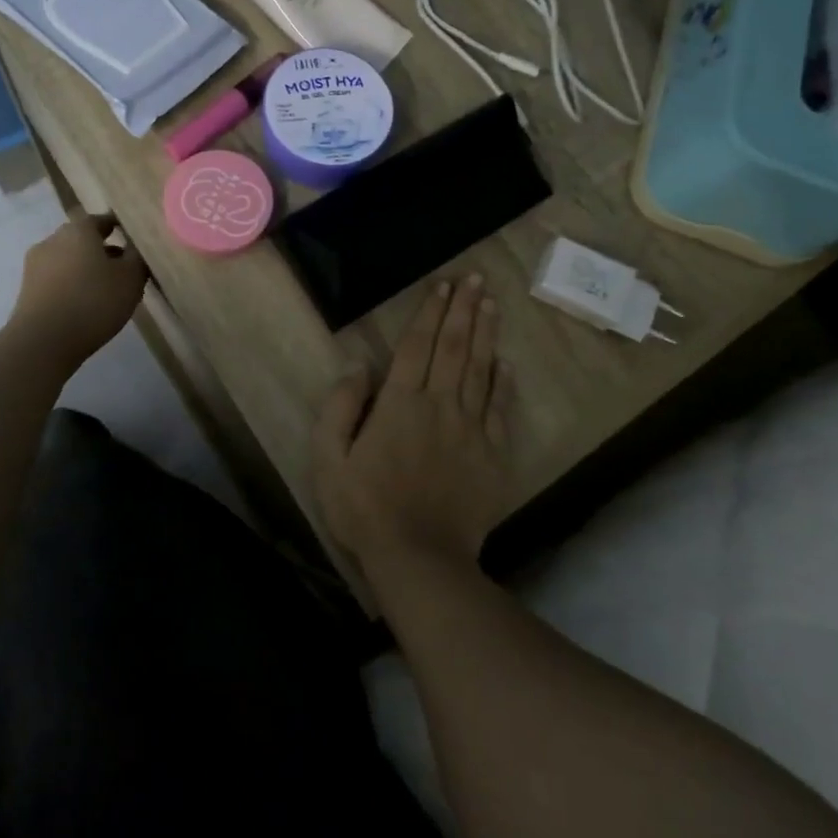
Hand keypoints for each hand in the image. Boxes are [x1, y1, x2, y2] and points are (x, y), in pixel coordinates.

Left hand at [10, 212, 148, 369]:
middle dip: (102, 249)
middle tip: (123, 267)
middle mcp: (53, 239)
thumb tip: (135, 246)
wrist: (43, 341)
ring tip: (105, 289)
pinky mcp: (27, 289)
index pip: (102, 219)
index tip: (134, 241)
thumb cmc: (94, 301)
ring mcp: (36, 264)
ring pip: (68, 259)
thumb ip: (137, 257)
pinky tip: (84, 303)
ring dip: (85, 268)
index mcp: (79, 229)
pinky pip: (56, 278)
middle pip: (82, 238)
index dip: (120, 228)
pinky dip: (71, 284)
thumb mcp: (131, 278)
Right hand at [311, 274, 513, 573]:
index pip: (417, 346)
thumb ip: (340, 408)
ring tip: (492, 305)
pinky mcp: (492, 454)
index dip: (430, 313)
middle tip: (476, 280)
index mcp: (400, 403)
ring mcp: (471, 429)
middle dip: (464, 310)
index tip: (444, 286)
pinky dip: (504, 384)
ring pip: (481, 370)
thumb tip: (358, 366)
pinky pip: (500, 410)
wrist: (420, 557)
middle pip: (454, 348)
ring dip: (486, 334)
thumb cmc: (366, 507)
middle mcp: (439, 405)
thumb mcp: (329, 459)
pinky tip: (507, 364)